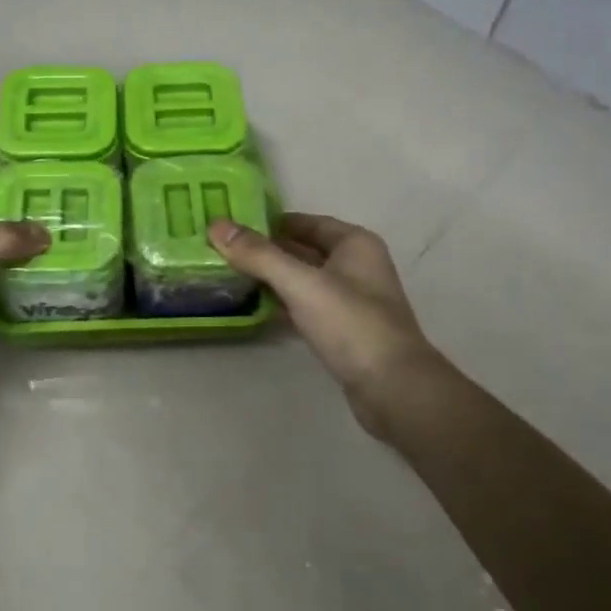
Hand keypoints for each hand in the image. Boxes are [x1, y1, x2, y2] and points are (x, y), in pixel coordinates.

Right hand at [209, 213, 439, 435]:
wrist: (393, 388)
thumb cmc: (351, 324)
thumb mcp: (301, 283)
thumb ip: (259, 255)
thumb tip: (216, 225)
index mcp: (354, 243)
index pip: (304, 222)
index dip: (268, 222)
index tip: (229, 225)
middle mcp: (356, 265)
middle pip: (302, 250)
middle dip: (265, 250)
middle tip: (220, 250)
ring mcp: (351, 300)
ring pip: (303, 280)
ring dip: (271, 278)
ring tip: (228, 275)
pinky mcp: (343, 330)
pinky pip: (306, 306)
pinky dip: (282, 304)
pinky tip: (254, 307)